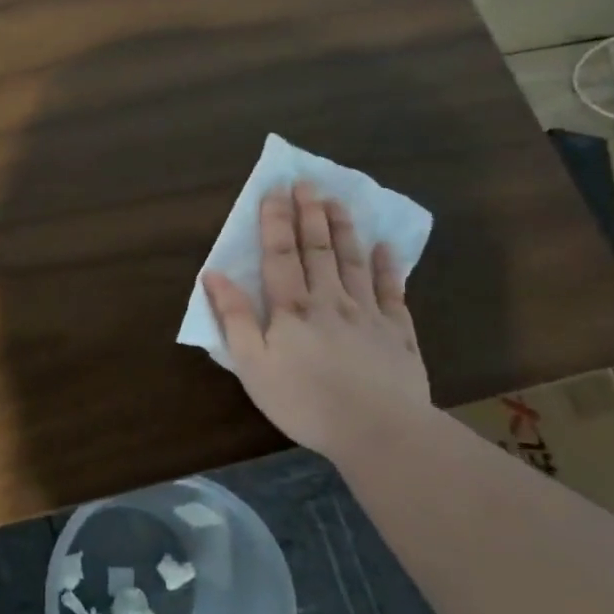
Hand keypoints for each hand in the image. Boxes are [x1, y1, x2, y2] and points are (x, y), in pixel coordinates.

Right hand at [202, 181, 430, 460]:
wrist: (379, 431)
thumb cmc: (304, 402)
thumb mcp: (253, 366)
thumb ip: (235, 318)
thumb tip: (215, 275)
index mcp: (292, 308)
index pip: (280, 254)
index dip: (276, 221)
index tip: (274, 190)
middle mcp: (330, 300)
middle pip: (318, 249)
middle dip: (310, 213)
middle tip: (307, 182)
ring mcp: (368, 313)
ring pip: (354, 261)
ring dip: (343, 229)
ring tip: (338, 201)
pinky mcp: (399, 332)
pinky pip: (393, 291)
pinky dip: (388, 266)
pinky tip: (386, 247)